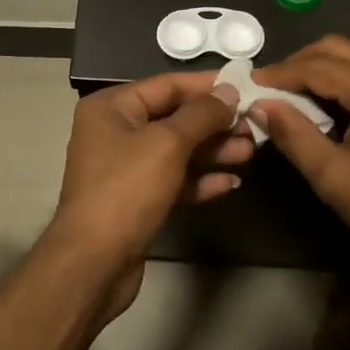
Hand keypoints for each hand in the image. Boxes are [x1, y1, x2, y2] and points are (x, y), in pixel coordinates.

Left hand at [44, 73, 248, 317]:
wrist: (94, 263)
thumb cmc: (127, 190)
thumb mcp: (168, 143)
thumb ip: (202, 114)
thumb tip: (229, 91)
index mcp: (112, 108)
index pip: (167, 85)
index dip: (207, 85)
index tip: (246, 87)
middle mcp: (115, 132)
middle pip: (174, 118)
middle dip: (215, 123)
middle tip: (254, 126)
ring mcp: (125, 168)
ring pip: (178, 151)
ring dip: (213, 151)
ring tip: (250, 152)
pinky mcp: (137, 201)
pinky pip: (174, 181)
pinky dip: (200, 180)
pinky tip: (231, 183)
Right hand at [253, 37, 349, 279]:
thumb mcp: (334, 178)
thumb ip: (294, 135)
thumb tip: (258, 105)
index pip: (319, 66)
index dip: (280, 73)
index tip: (248, 84)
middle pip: (337, 48)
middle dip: (298, 65)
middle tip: (268, 88)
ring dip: (320, 70)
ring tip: (290, 96)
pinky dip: (344, 79)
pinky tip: (326, 103)